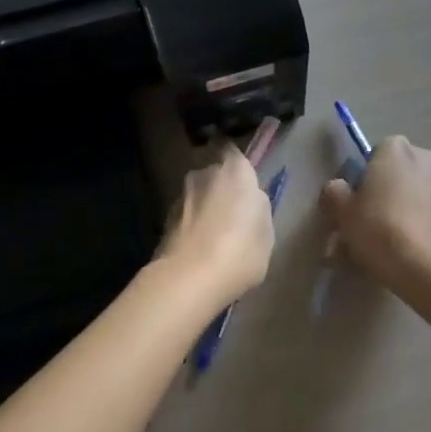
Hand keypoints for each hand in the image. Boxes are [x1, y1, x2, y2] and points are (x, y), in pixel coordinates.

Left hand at [153, 144, 274, 309]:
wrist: (188, 279)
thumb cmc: (240, 251)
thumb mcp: (266, 233)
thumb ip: (258, 210)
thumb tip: (250, 202)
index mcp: (235, 171)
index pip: (233, 152)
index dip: (237, 166)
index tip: (244, 184)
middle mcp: (205, 174)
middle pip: (214, 174)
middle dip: (220, 189)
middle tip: (231, 215)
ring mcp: (180, 195)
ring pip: (197, 195)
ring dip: (204, 208)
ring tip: (213, 238)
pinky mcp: (164, 219)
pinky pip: (185, 216)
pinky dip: (190, 226)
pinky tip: (198, 250)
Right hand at [320, 136, 430, 288]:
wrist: (427, 268)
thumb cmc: (380, 227)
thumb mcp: (343, 211)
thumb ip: (335, 193)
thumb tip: (337, 189)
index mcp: (397, 148)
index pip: (374, 154)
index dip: (361, 179)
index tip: (352, 203)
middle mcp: (425, 159)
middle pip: (394, 176)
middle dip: (379, 198)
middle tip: (360, 228)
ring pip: (409, 200)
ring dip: (394, 217)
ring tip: (374, 250)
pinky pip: (424, 219)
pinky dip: (411, 231)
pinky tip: (397, 257)